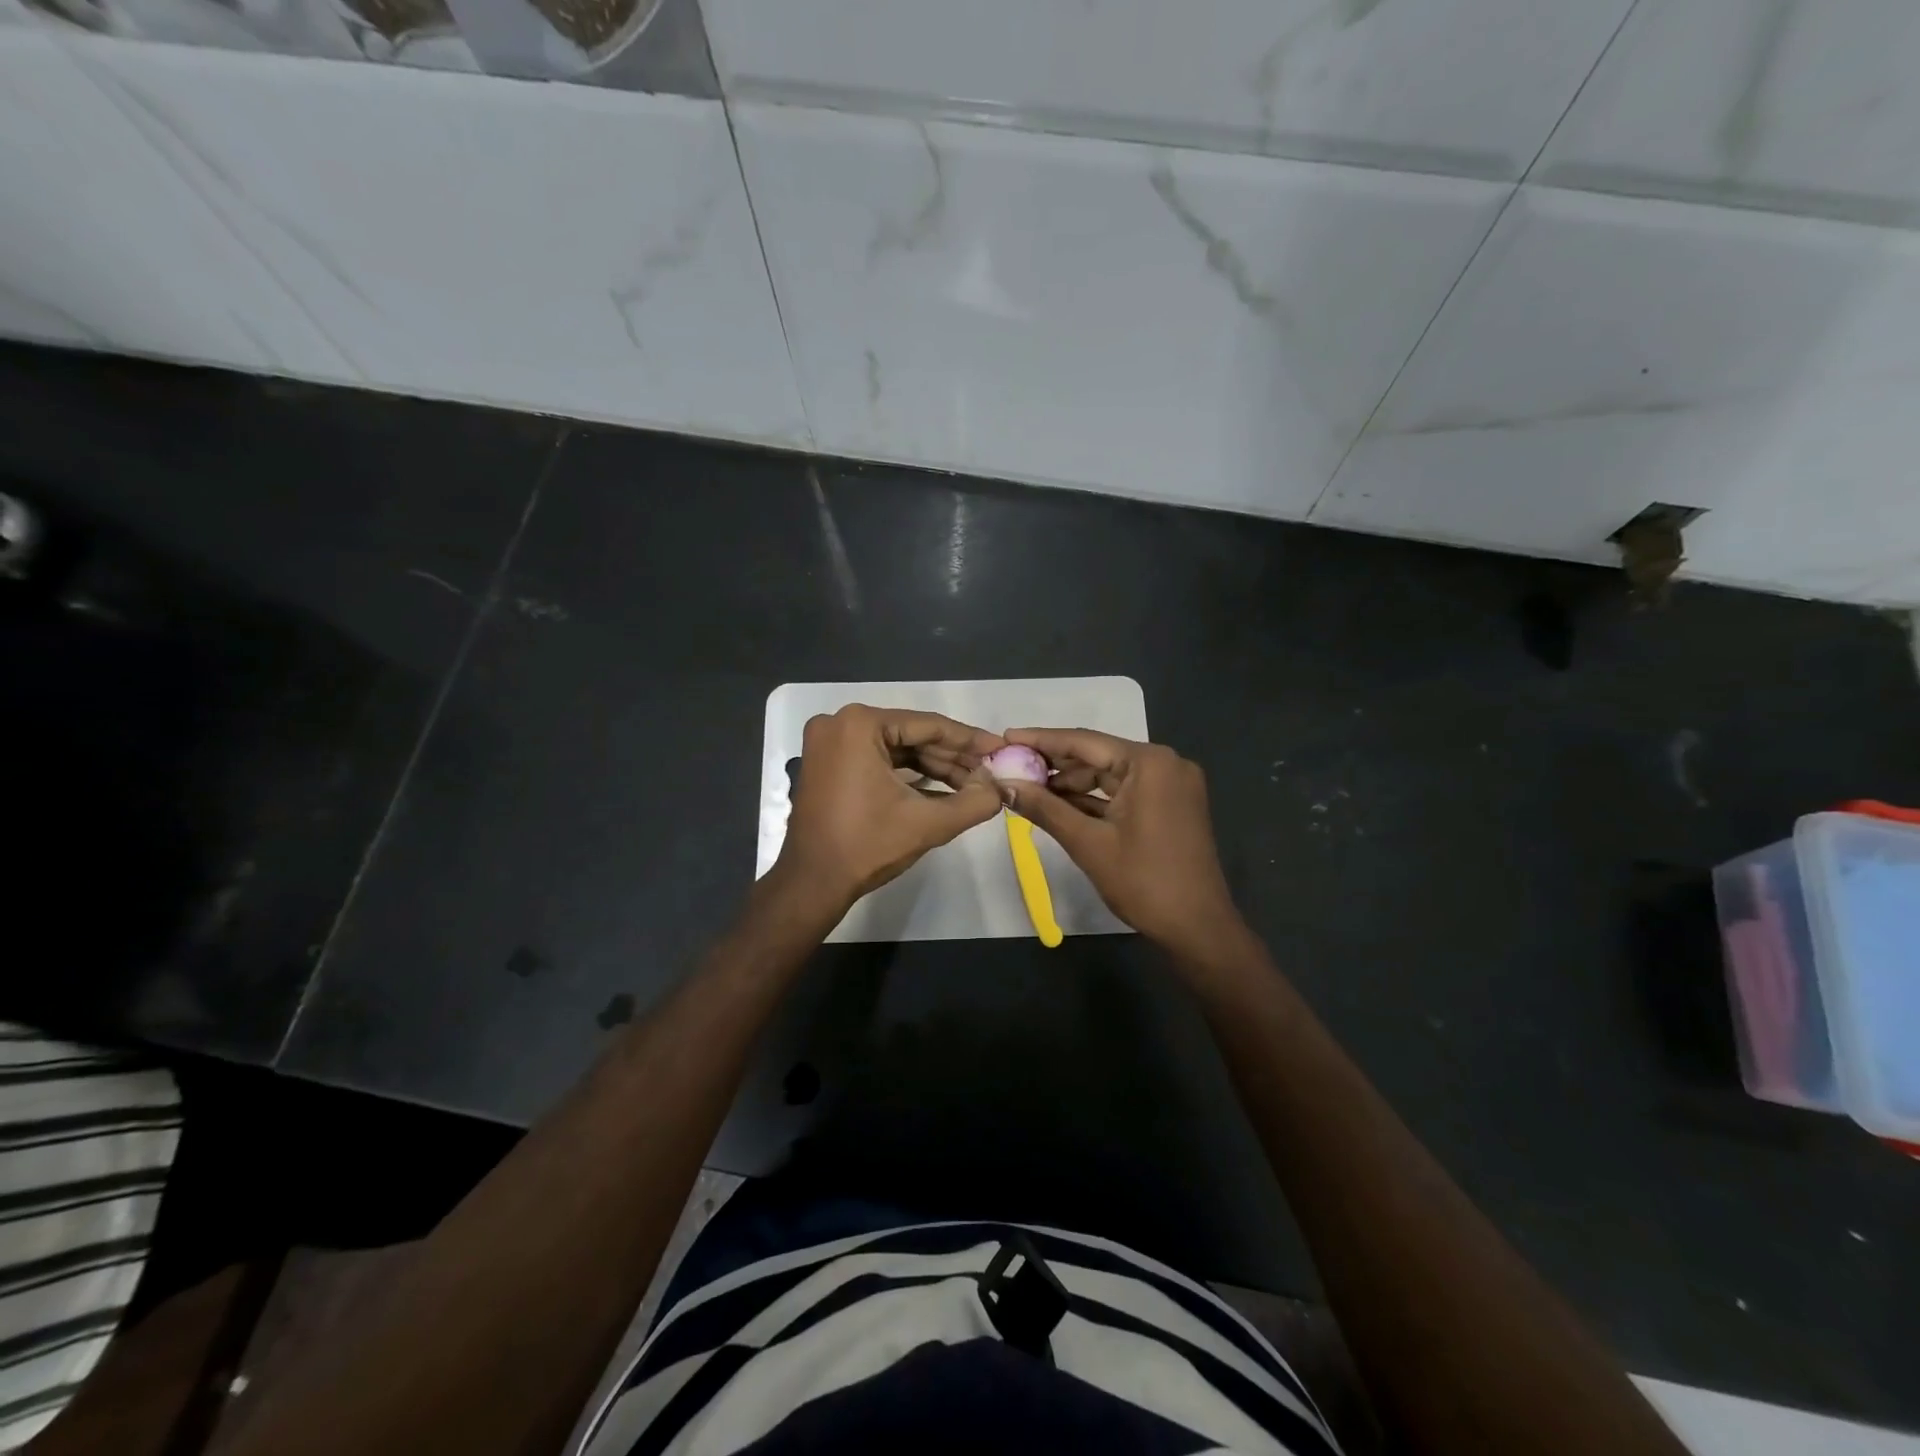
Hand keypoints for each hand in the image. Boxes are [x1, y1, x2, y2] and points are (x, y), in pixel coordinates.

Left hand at [773, 705, 1005, 911]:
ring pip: (896, 749)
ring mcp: (829, 743)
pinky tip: (944, 790)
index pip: (929, 725)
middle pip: (911, 736)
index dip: (970, 740)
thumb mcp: (927, 823)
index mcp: (860, 725)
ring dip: (934, 768)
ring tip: (974, 784)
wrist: (812, 883)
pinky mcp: (827, 763)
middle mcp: (840, 723)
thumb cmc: (867, 846)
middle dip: (953, 757)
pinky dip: (908, 775)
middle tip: (990, 771)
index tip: (1001, 748)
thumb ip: (973, 803)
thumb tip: (1000, 789)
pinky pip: (877, 760)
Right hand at [1000, 727, 1242, 958]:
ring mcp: (1170, 785)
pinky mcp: (1169, 805)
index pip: (1084, 741)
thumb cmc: (1144, 882)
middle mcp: (1164, 764)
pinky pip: (1123, 793)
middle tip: (1011, 768)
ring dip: (1071, 785)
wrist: (1198, 928)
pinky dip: (1093, 800)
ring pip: (1109, 775)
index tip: (1005, 738)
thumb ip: (1044, 808)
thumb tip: (1003, 785)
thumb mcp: (1088, 843)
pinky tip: (1057, 806)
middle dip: (1054, 765)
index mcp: (1150, 763)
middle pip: (1097, 755)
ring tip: (1027, 790)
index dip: (1041, 740)